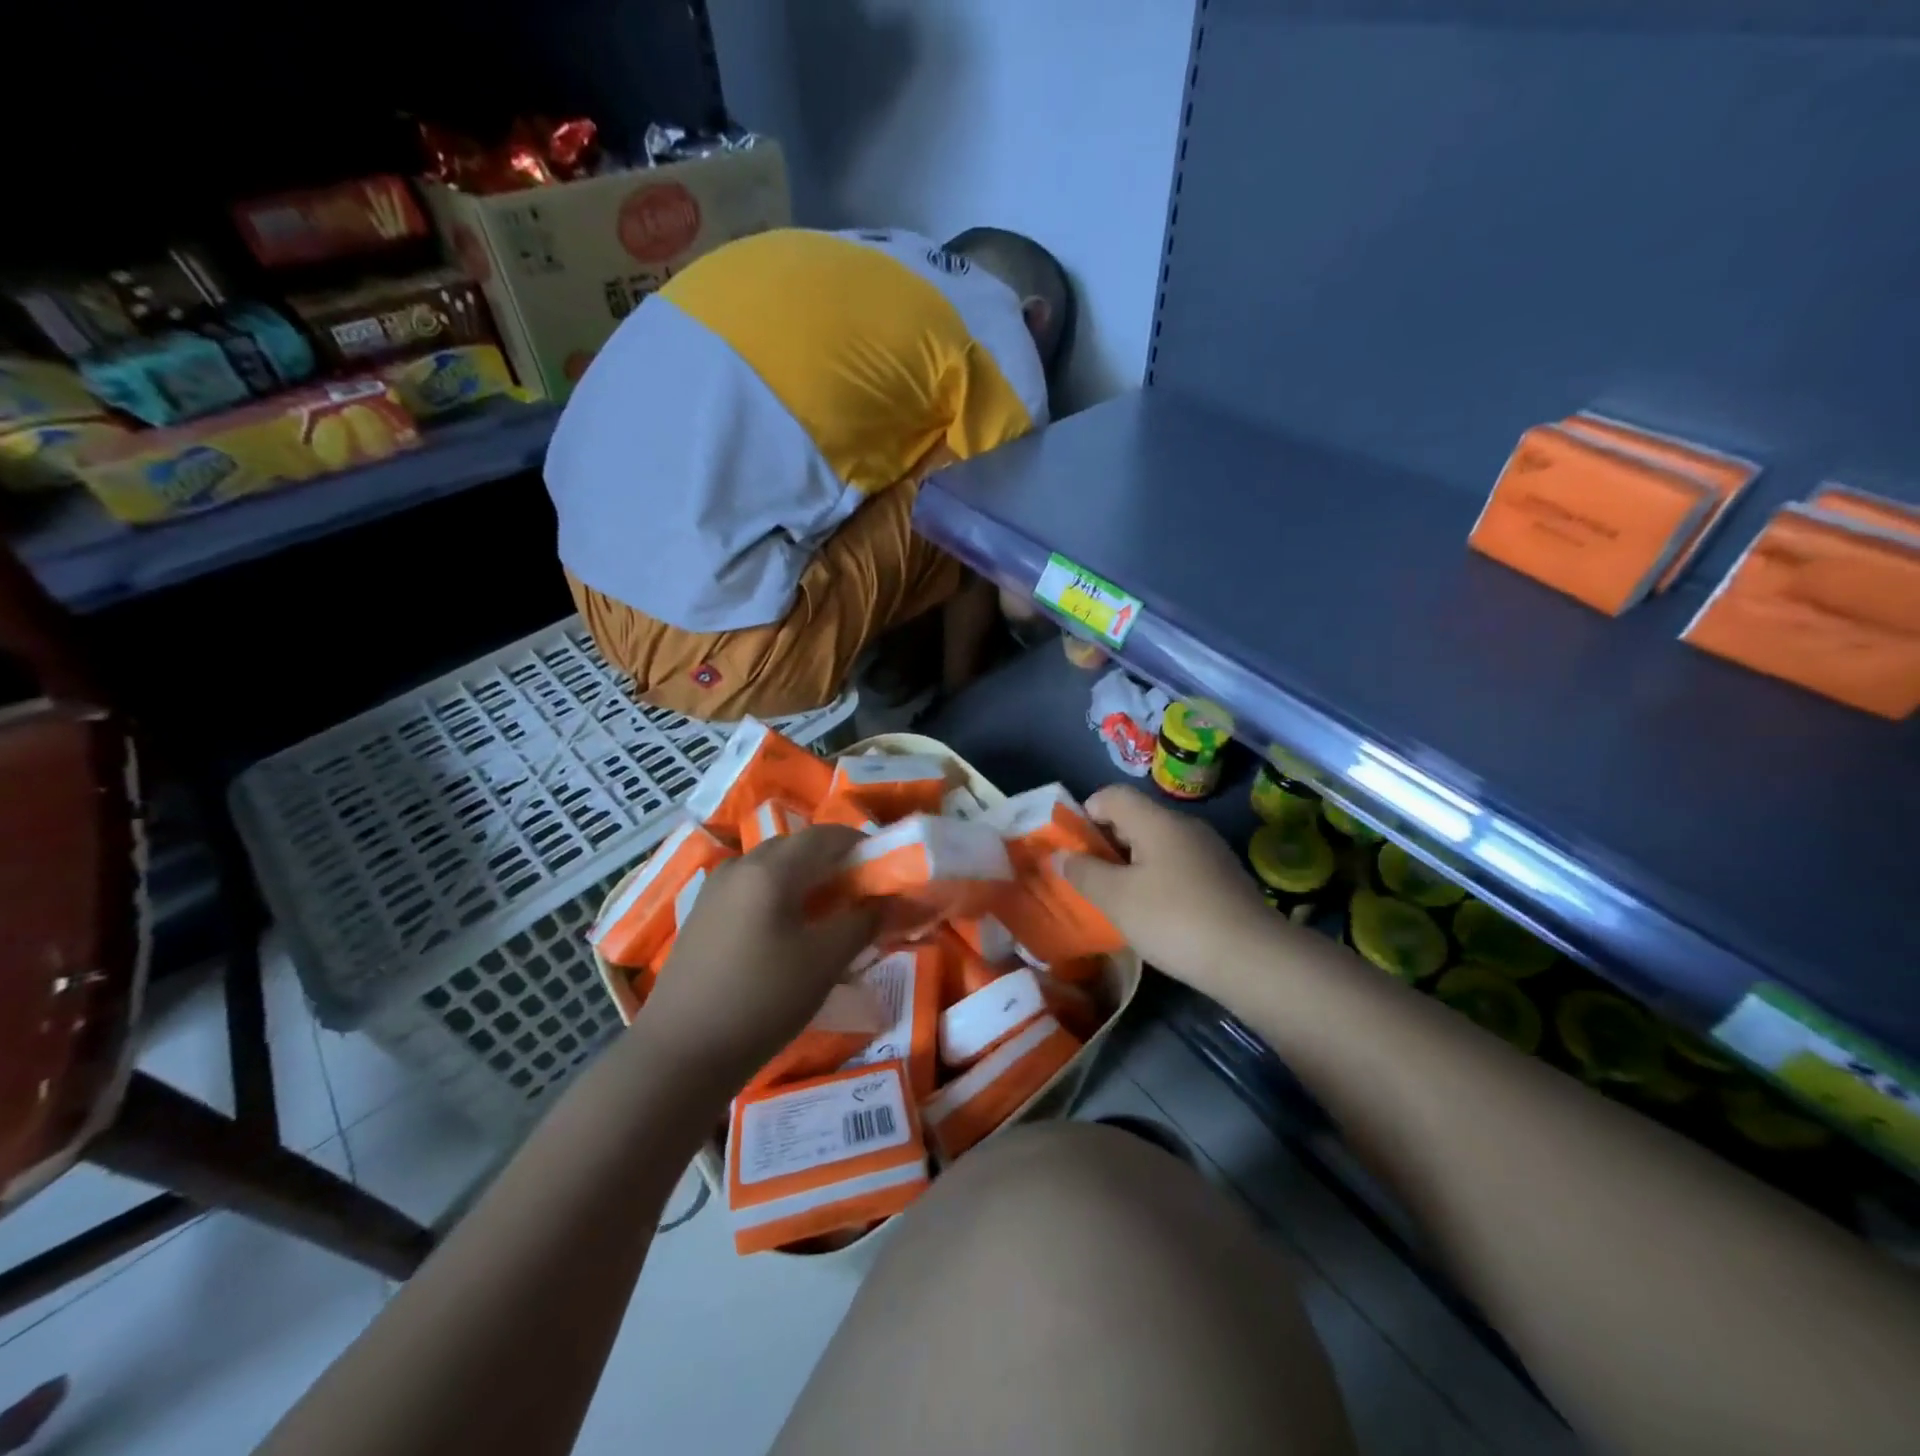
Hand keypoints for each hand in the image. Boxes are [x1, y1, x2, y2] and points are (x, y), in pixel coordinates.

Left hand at [635, 825, 876, 1088]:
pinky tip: (787, 932)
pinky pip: (752, 888)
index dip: (861, 844)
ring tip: (827, 915)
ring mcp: (715, 888)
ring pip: (773, 868)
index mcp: (771, 868)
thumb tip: (891, 901)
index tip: (885, 868)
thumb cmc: (761, 1000)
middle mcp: (740, 865)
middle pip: (797, 847)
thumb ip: (863, 923)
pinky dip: (779, 895)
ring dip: (805, 880)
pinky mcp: (702, 915)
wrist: (680, 1052)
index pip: (826, 835)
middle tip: (861, 894)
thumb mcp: (824, 962)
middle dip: (833, 862)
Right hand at [1062, 785, 1274, 991]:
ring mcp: (1209, 852)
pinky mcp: (1223, 878)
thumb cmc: (1174, 919)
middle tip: (1089, 878)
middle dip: (1106, 843)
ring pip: (1157, 845)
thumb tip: (1060, 855)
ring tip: (1118, 900)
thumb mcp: (1116, 899)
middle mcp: (1185, 826)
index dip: (1085, 812)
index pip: (1112, 795)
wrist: (1253, 959)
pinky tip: (1155, 914)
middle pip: (1135, 819)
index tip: (1072, 847)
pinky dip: (1157, 880)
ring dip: (1131, 865)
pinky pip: (1178, 866)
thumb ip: (1083, 873)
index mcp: (1157, 821)